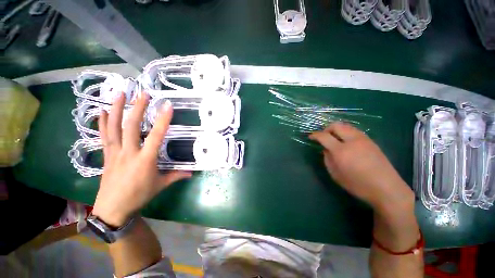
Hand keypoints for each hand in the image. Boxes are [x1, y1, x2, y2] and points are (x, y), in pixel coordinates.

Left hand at [92, 92, 190, 226]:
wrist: (112, 209)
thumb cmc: (139, 196)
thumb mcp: (160, 185)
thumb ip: (176, 176)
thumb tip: (191, 173)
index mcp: (145, 159)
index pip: (156, 136)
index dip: (163, 120)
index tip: (167, 106)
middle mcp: (129, 152)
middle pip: (132, 126)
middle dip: (138, 108)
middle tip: (143, 93)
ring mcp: (115, 152)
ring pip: (114, 127)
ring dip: (116, 109)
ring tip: (119, 93)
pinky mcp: (106, 155)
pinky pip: (104, 136)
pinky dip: (102, 122)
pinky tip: (102, 111)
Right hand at [309, 122, 413, 211]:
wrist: (386, 188)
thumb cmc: (358, 184)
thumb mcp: (336, 175)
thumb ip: (327, 159)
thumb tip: (326, 150)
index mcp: (341, 151)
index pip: (324, 136)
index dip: (315, 135)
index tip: (311, 137)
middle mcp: (352, 140)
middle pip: (336, 125)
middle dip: (326, 129)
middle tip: (323, 137)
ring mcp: (363, 139)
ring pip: (346, 126)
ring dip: (337, 130)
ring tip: (334, 139)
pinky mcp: (371, 141)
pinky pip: (354, 131)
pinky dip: (346, 132)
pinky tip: (346, 142)